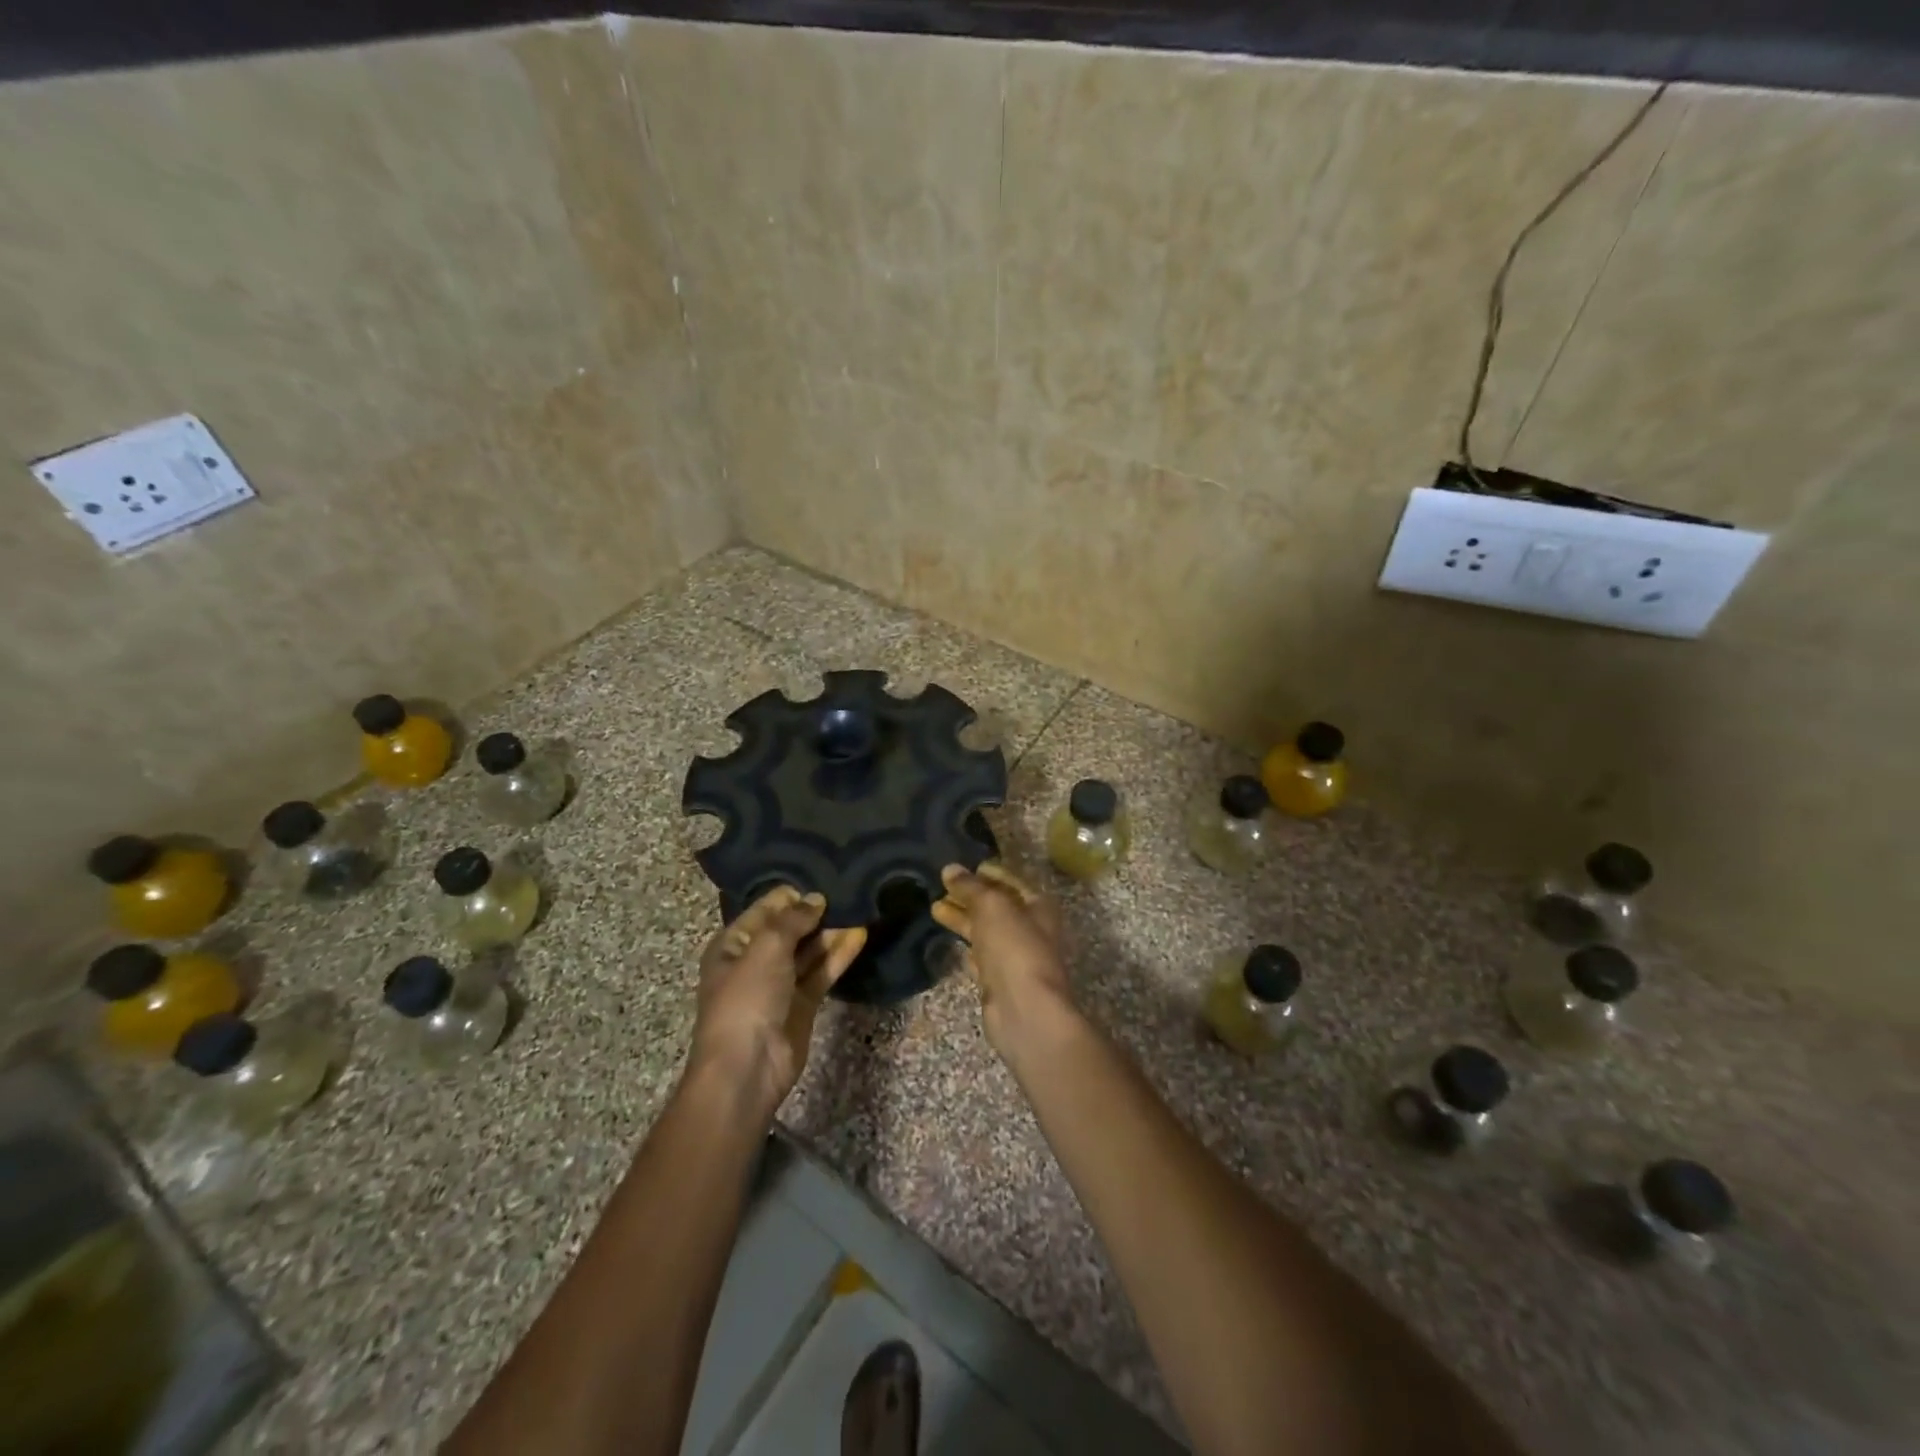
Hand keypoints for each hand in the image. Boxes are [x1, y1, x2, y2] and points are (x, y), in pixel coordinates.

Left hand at [690, 887, 865, 1114]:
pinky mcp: (802, 1004)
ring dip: (831, 933)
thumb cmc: (747, 998)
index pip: (765, 909)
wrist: (747, 1068)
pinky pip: (822, 972)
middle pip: (790, 929)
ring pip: (809, 951)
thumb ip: (793, 919)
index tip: (824, 879)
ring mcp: (780, 983)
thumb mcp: (766, 947)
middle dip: (816, 913)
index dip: (792, 896)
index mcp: (733, 944)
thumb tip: (816, 899)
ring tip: (860, 909)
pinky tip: (860, 936)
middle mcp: (755, 960)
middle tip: (850, 892)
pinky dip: (839, 955)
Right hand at [931, 863, 1076, 1060]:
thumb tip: (950, 868)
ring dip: (963, 919)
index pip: (1010, 882)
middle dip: (969, 896)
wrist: (1024, 1010)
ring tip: (934, 908)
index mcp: (1038, 906)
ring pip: (986, 931)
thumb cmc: (1014, 948)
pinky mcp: (999, 982)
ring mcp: (1014, 957)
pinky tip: (950, 942)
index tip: (961, 868)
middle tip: (940, 887)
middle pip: (996, 907)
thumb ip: (970, 887)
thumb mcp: (991, 906)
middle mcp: (1030, 929)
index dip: (988, 873)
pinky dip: (967, 947)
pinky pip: (981, 957)